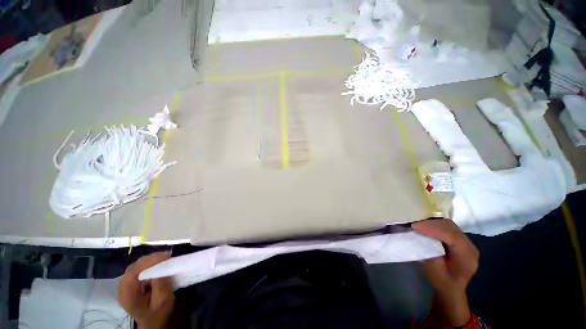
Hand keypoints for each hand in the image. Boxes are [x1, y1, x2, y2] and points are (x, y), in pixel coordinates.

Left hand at [118, 252, 174, 328]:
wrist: (153, 323)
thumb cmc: (158, 313)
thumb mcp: (162, 301)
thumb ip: (160, 285)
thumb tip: (162, 267)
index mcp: (127, 295)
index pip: (133, 272)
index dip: (148, 261)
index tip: (165, 255)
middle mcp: (122, 288)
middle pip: (133, 268)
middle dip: (150, 259)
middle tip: (167, 255)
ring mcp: (125, 286)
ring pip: (135, 267)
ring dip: (150, 261)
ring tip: (164, 258)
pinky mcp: (131, 284)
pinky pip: (137, 270)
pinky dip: (148, 264)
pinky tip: (157, 264)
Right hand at [413, 219, 478, 326]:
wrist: (451, 290)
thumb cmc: (443, 283)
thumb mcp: (436, 273)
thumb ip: (431, 255)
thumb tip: (420, 238)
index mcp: (467, 255)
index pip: (451, 236)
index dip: (433, 229)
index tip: (414, 226)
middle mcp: (468, 245)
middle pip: (450, 227)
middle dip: (431, 224)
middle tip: (414, 224)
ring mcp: (463, 241)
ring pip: (447, 225)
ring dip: (431, 223)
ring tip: (417, 225)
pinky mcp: (457, 239)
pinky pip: (445, 227)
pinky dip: (433, 226)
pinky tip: (424, 228)